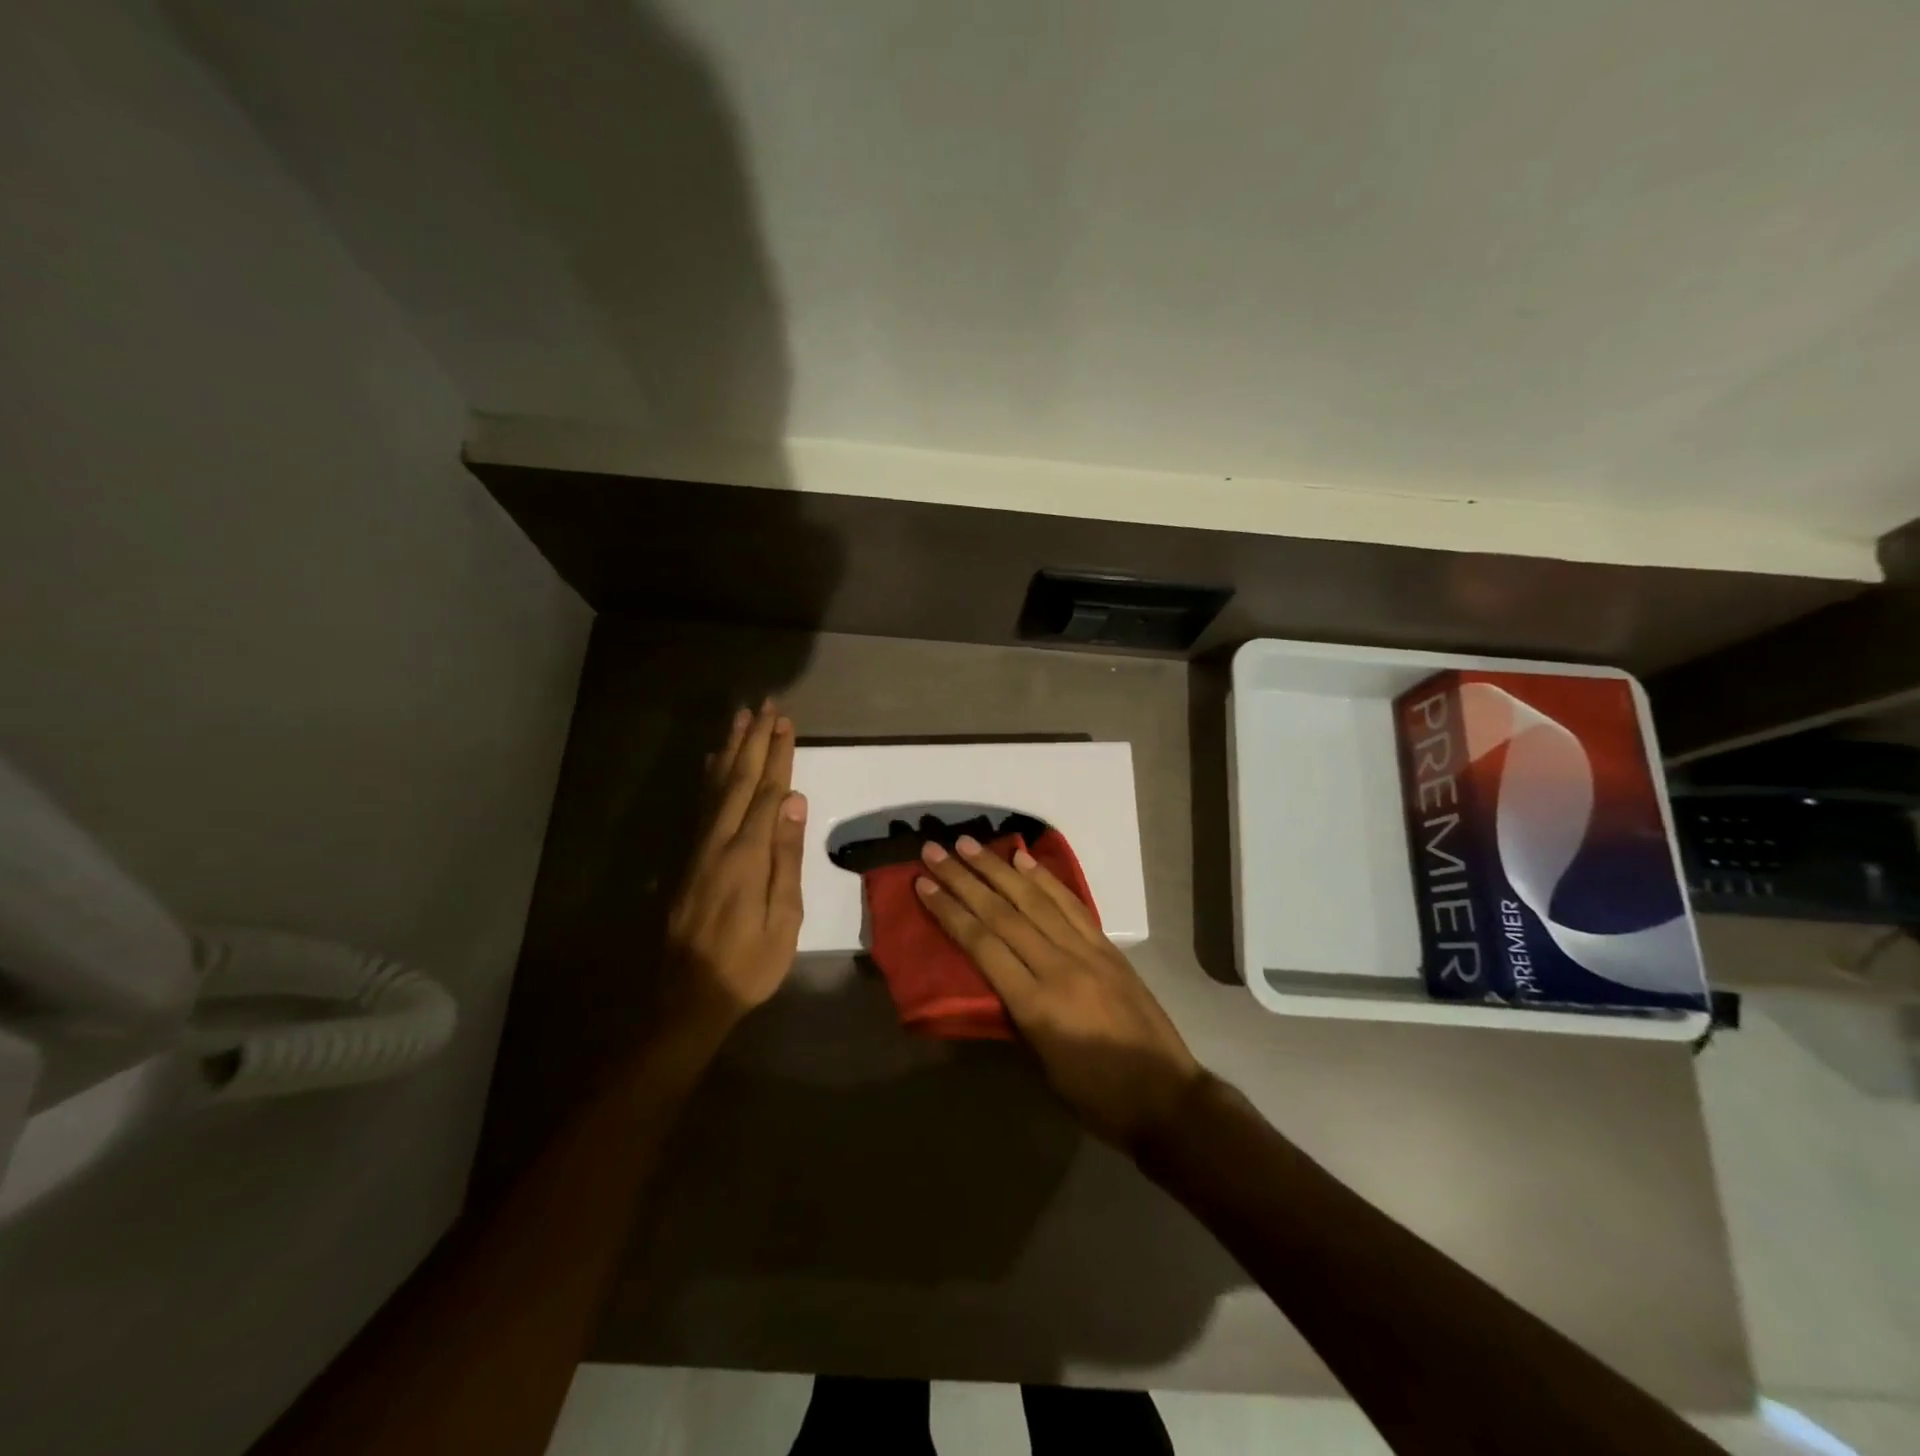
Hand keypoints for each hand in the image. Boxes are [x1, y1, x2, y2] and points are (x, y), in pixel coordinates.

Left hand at [663, 701, 806, 1035]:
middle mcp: (717, 842)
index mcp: (746, 856)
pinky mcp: (687, 861)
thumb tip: (794, 802)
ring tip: (740, 719)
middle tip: (765, 706)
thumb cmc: (748, 964)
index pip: (766, 793)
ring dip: (729, 751)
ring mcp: (698, 850)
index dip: (777, 756)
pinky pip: (700, 806)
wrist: (688, 998)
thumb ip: (786, 857)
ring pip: (715, 788)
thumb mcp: (783, 919)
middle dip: (754, 741)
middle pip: (738, 781)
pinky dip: (708, 778)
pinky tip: (712, 763)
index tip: (785, 723)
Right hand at [914, 835, 1203, 1151]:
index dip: (950, 912)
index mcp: (1037, 1005)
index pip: (983, 945)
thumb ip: (1014, 1014)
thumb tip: (991, 976)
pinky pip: (1071, 904)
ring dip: (999, 868)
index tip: (924, 885)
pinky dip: (1045, 879)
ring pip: (1035, 900)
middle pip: (1003, 913)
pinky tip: (1024, 860)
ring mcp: (1088, 952)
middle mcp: (1059, 967)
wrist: (1167, 1097)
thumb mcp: (1042, 1065)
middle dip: (965, 879)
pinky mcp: (1108, 947)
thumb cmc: (1097, 1096)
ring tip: (970, 845)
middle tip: (935, 850)